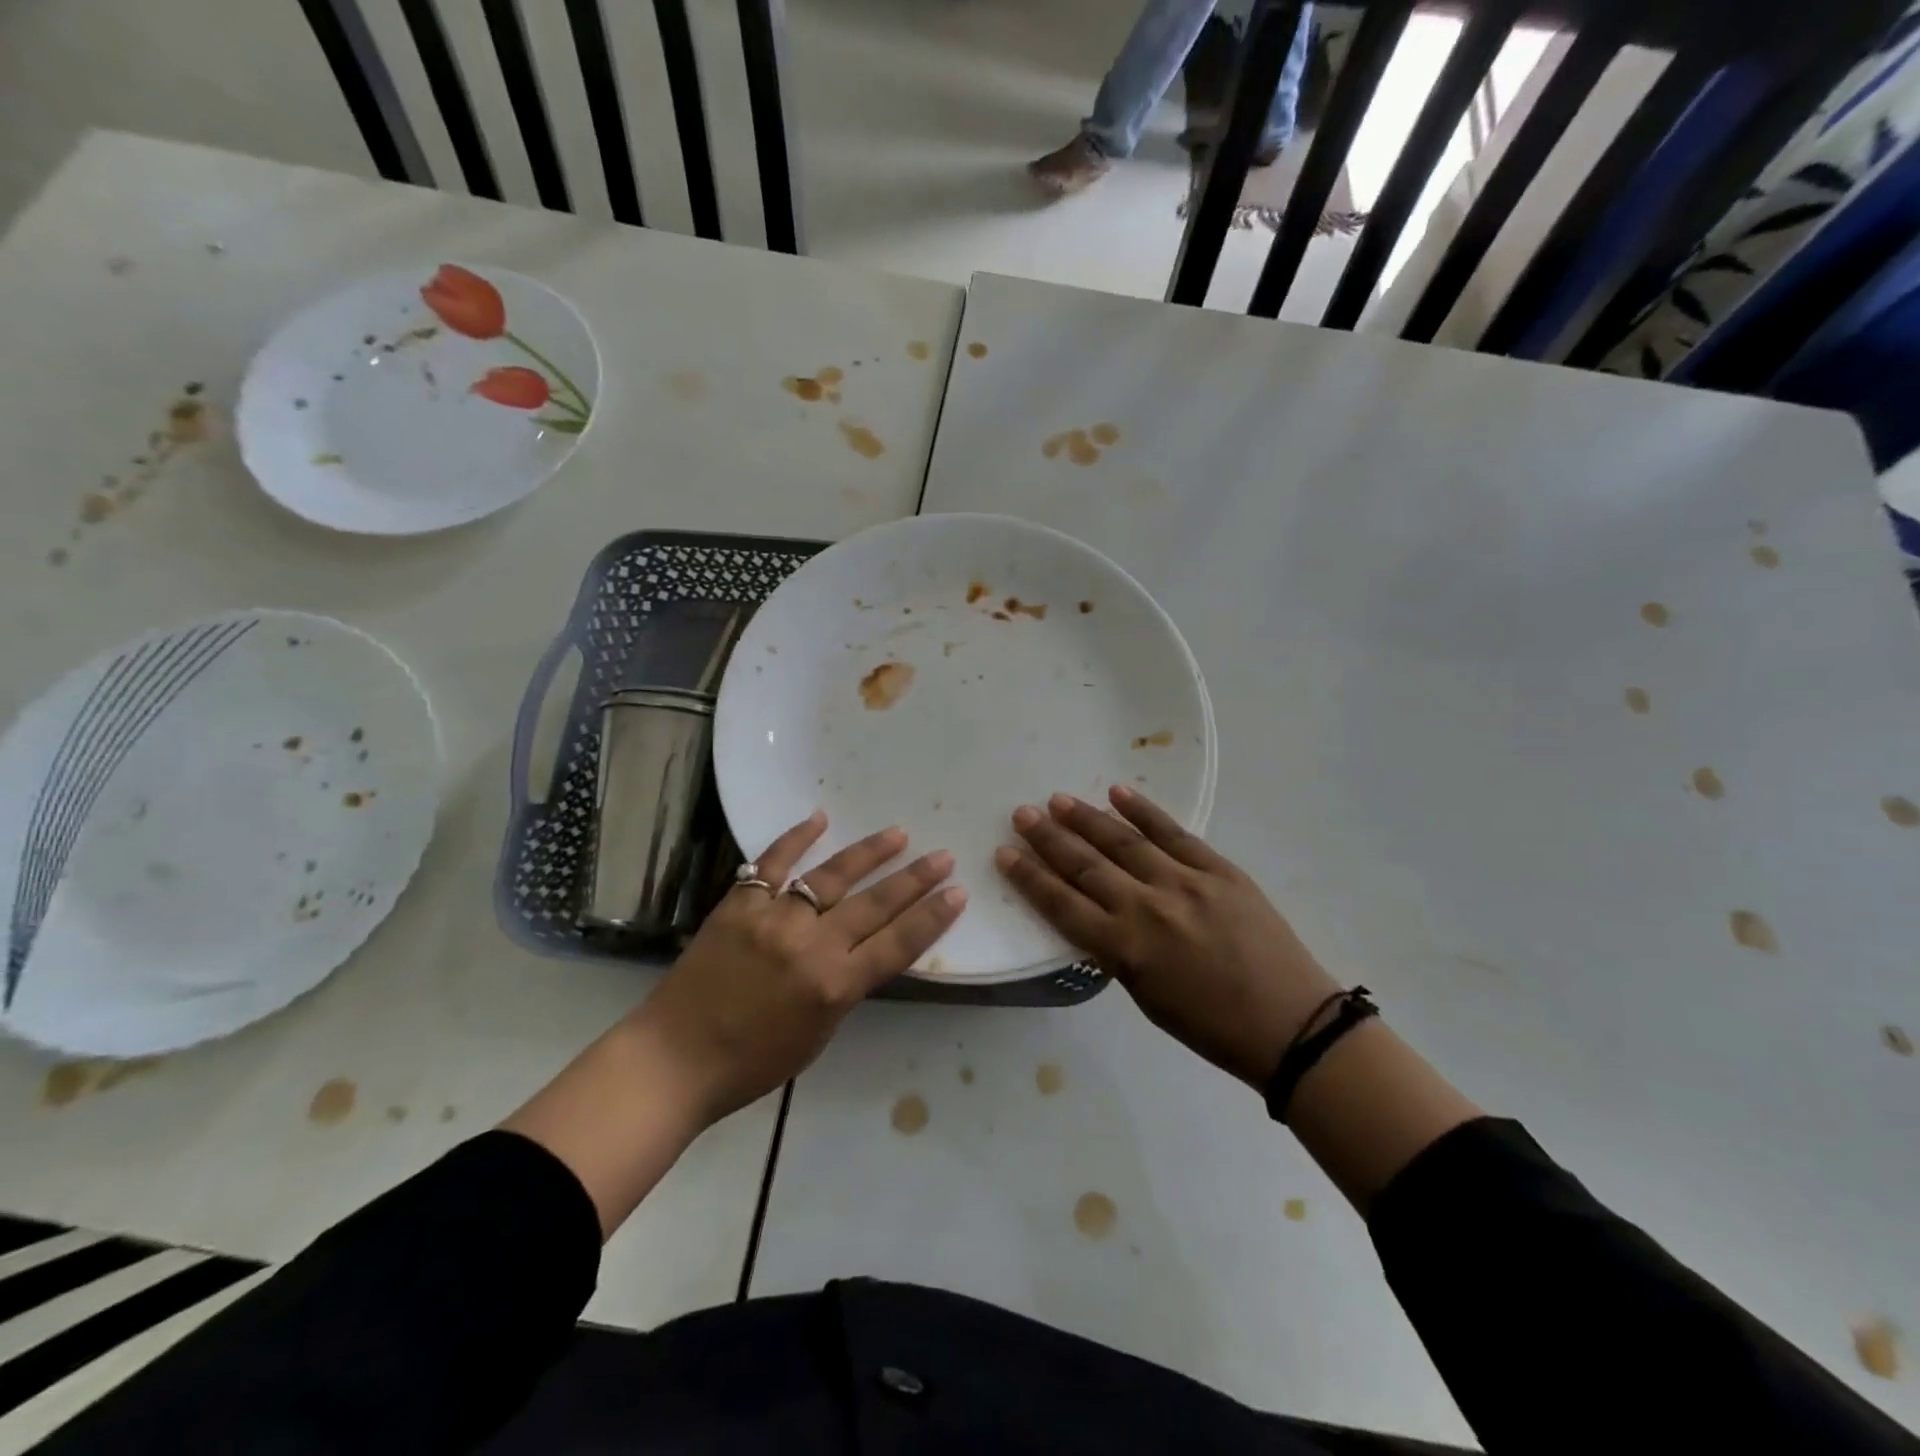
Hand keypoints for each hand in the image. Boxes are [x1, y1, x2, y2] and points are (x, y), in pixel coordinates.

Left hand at [638, 812, 966, 1125]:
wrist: (673, 1060)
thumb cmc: (752, 1064)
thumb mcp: (818, 1035)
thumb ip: (844, 987)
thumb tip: (861, 949)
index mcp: (834, 987)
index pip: (898, 943)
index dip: (932, 917)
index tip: (958, 893)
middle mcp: (810, 945)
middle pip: (874, 904)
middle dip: (914, 879)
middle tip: (942, 856)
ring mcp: (772, 919)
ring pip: (831, 876)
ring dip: (869, 853)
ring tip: (898, 834)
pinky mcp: (738, 905)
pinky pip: (771, 863)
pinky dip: (796, 839)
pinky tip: (819, 818)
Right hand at [995, 786, 1338, 1088]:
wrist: (1290, 1023)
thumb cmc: (1211, 1026)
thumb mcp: (1146, 997)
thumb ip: (1116, 951)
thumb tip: (1097, 912)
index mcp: (1124, 949)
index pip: (1062, 904)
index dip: (1029, 877)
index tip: (1005, 853)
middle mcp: (1145, 907)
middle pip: (1084, 864)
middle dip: (1047, 838)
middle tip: (1022, 814)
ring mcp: (1184, 882)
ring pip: (1123, 841)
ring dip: (1085, 818)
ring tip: (1057, 799)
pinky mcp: (1218, 869)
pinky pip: (1174, 832)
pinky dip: (1144, 811)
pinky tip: (1117, 792)